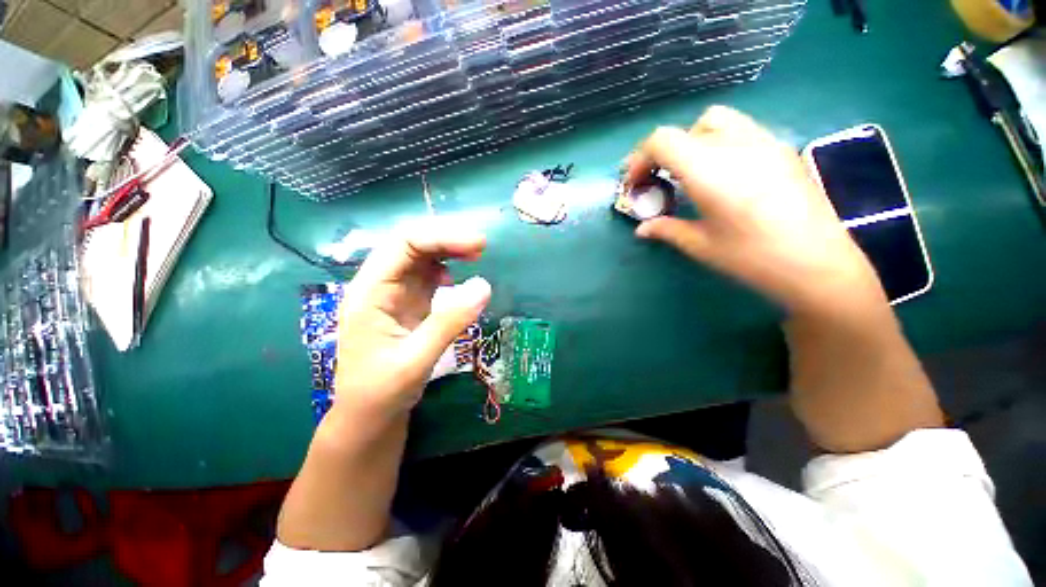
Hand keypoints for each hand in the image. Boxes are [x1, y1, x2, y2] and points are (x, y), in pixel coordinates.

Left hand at [331, 222, 491, 423]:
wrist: (369, 416)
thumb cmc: (381, 392)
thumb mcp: (415, 361)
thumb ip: (449, 323)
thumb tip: (484, 286)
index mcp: (370, 292)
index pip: (403, 245)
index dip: (441, 237)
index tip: (477, 244)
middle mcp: (380, 285)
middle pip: (411, 244)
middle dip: (446, 238)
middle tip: (481, 246)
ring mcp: (394, 293)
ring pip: (421, 257)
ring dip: (448, 250)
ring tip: (475, 254)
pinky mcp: (408, 302)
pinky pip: (427, 275)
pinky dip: (447, 268)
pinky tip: (457, 277)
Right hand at [628, 106, 885, 315]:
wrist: (819, 265)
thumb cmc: (752, 258)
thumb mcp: (700, 246)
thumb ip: (666, 230)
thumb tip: (642, 229)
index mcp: (710, 169)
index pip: (662, 141)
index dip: (639, 159)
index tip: (635, 184)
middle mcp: (736, 145)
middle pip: (686, 128)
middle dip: (663, 152)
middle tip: (659, 180)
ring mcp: (764, 142)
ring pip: (716, 121)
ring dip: (692, 141)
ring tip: (690, 173)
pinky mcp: (782, 149)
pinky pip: (741, 130)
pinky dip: (719, 143)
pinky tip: (723, 175)